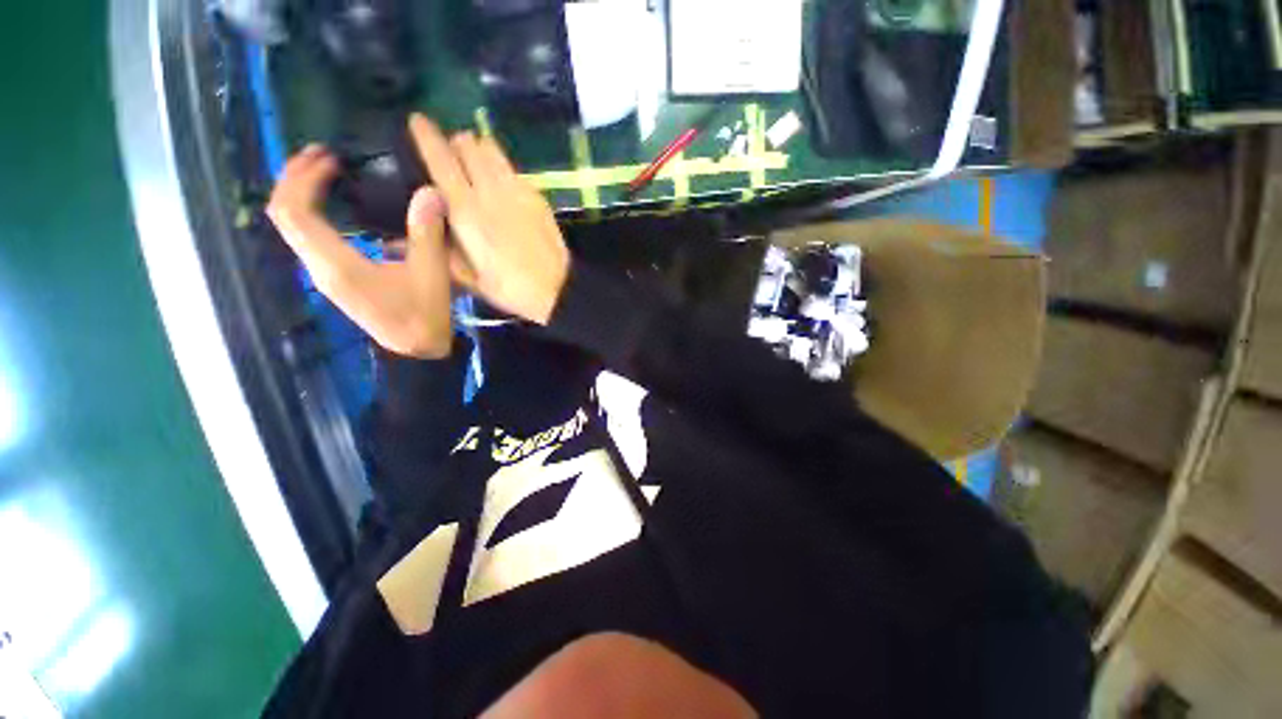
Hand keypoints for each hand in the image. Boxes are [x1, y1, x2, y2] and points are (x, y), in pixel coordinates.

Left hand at [266, 144, 454, 358]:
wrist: (416, 353)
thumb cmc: (423, 317)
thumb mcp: (431, 276)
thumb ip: (427, 234)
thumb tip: (429, 193)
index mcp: (337, 264)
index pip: (295, 212)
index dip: (303, 178)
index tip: (330, 157)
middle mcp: (320, 266)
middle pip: (284, 215)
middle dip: (295, 178)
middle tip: (322, 155)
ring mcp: (324, 274)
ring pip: (293, 226)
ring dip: (301, 194)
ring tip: (325, 172)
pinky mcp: (335, 279)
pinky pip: (308, 237)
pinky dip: (314, 213)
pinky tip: (338, 207)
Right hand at [408, 114, 569, 324]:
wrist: (557, 288)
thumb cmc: (510, 288)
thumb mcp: (469, 278)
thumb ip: (440, 250)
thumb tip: (405, 235)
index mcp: (466, 210)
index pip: (441, 159)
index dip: (426, 136)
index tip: (417, 120)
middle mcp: (490, 191)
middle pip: (469, 145)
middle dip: (456, 142)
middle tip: (453, 154)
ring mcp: (518, 190)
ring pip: (493, 150)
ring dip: (480, 148)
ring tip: (477, 161)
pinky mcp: (537, 196)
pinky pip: (513, 169)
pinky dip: (502, 167)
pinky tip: (503, 183)